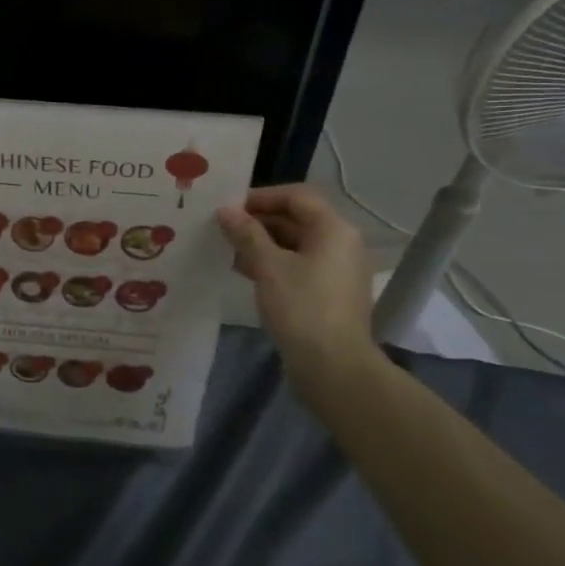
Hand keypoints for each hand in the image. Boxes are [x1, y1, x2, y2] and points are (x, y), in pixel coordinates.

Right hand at [217, 186, 375, 371]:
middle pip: (297, 220)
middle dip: (259, 222)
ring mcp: (337, 271)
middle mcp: (341, 244)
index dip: (261, 197)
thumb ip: (246, 234)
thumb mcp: (268, 266)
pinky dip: (273, 265)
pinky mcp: (329, 295)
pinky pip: (299, 267)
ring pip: (295, 245)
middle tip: (223, 228)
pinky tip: (245, 272)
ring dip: (262, 244)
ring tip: (228, 249)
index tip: (229, 206)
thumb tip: (226, 210)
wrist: (334, 368)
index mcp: (333, 230)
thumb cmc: (302, 308)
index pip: (296, 197)